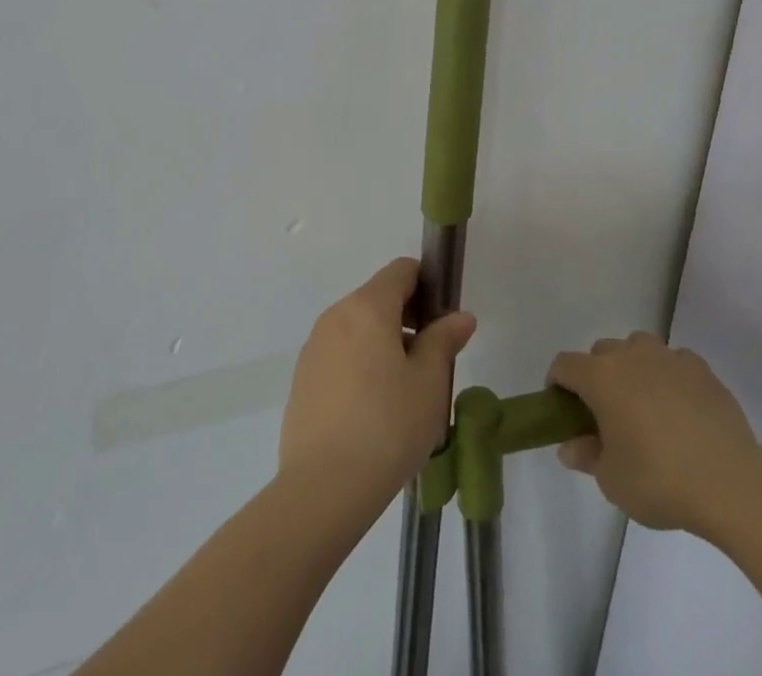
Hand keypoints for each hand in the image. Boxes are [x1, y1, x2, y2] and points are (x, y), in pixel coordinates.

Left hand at [278, 259, 475, 506]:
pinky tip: (373, 413)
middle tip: (431, 364)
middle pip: (378, 299)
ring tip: (404, 395)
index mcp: (367, 307)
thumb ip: (444, 341)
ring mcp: (314, 348)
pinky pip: (339, 357)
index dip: (427, 285)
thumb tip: (459, 316)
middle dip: (408, 320)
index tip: (443, 321)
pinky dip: (360, 367)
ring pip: (358, 330)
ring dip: (384, 345)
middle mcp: (336, 316)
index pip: (401, 271)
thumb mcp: (429, 382)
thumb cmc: (387, 426)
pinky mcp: (302, 380)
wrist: (323, 489)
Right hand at [548, 332, 759, 535]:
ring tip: (644, 406)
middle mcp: (631, 355)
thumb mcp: (612, 481)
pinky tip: (681, 409)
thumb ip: (587, 456)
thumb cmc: (659, 480)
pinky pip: (674, 362)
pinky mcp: (701, 369)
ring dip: (633, 368)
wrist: (730, 482)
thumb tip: (571, 446)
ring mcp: (668, 357)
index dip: (557, 384)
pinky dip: (670, 377)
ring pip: (639, 348)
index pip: (565, 365)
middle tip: (606, 415)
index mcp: (601, 377)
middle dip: (596, 376)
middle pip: (602, 352)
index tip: (562, 410)